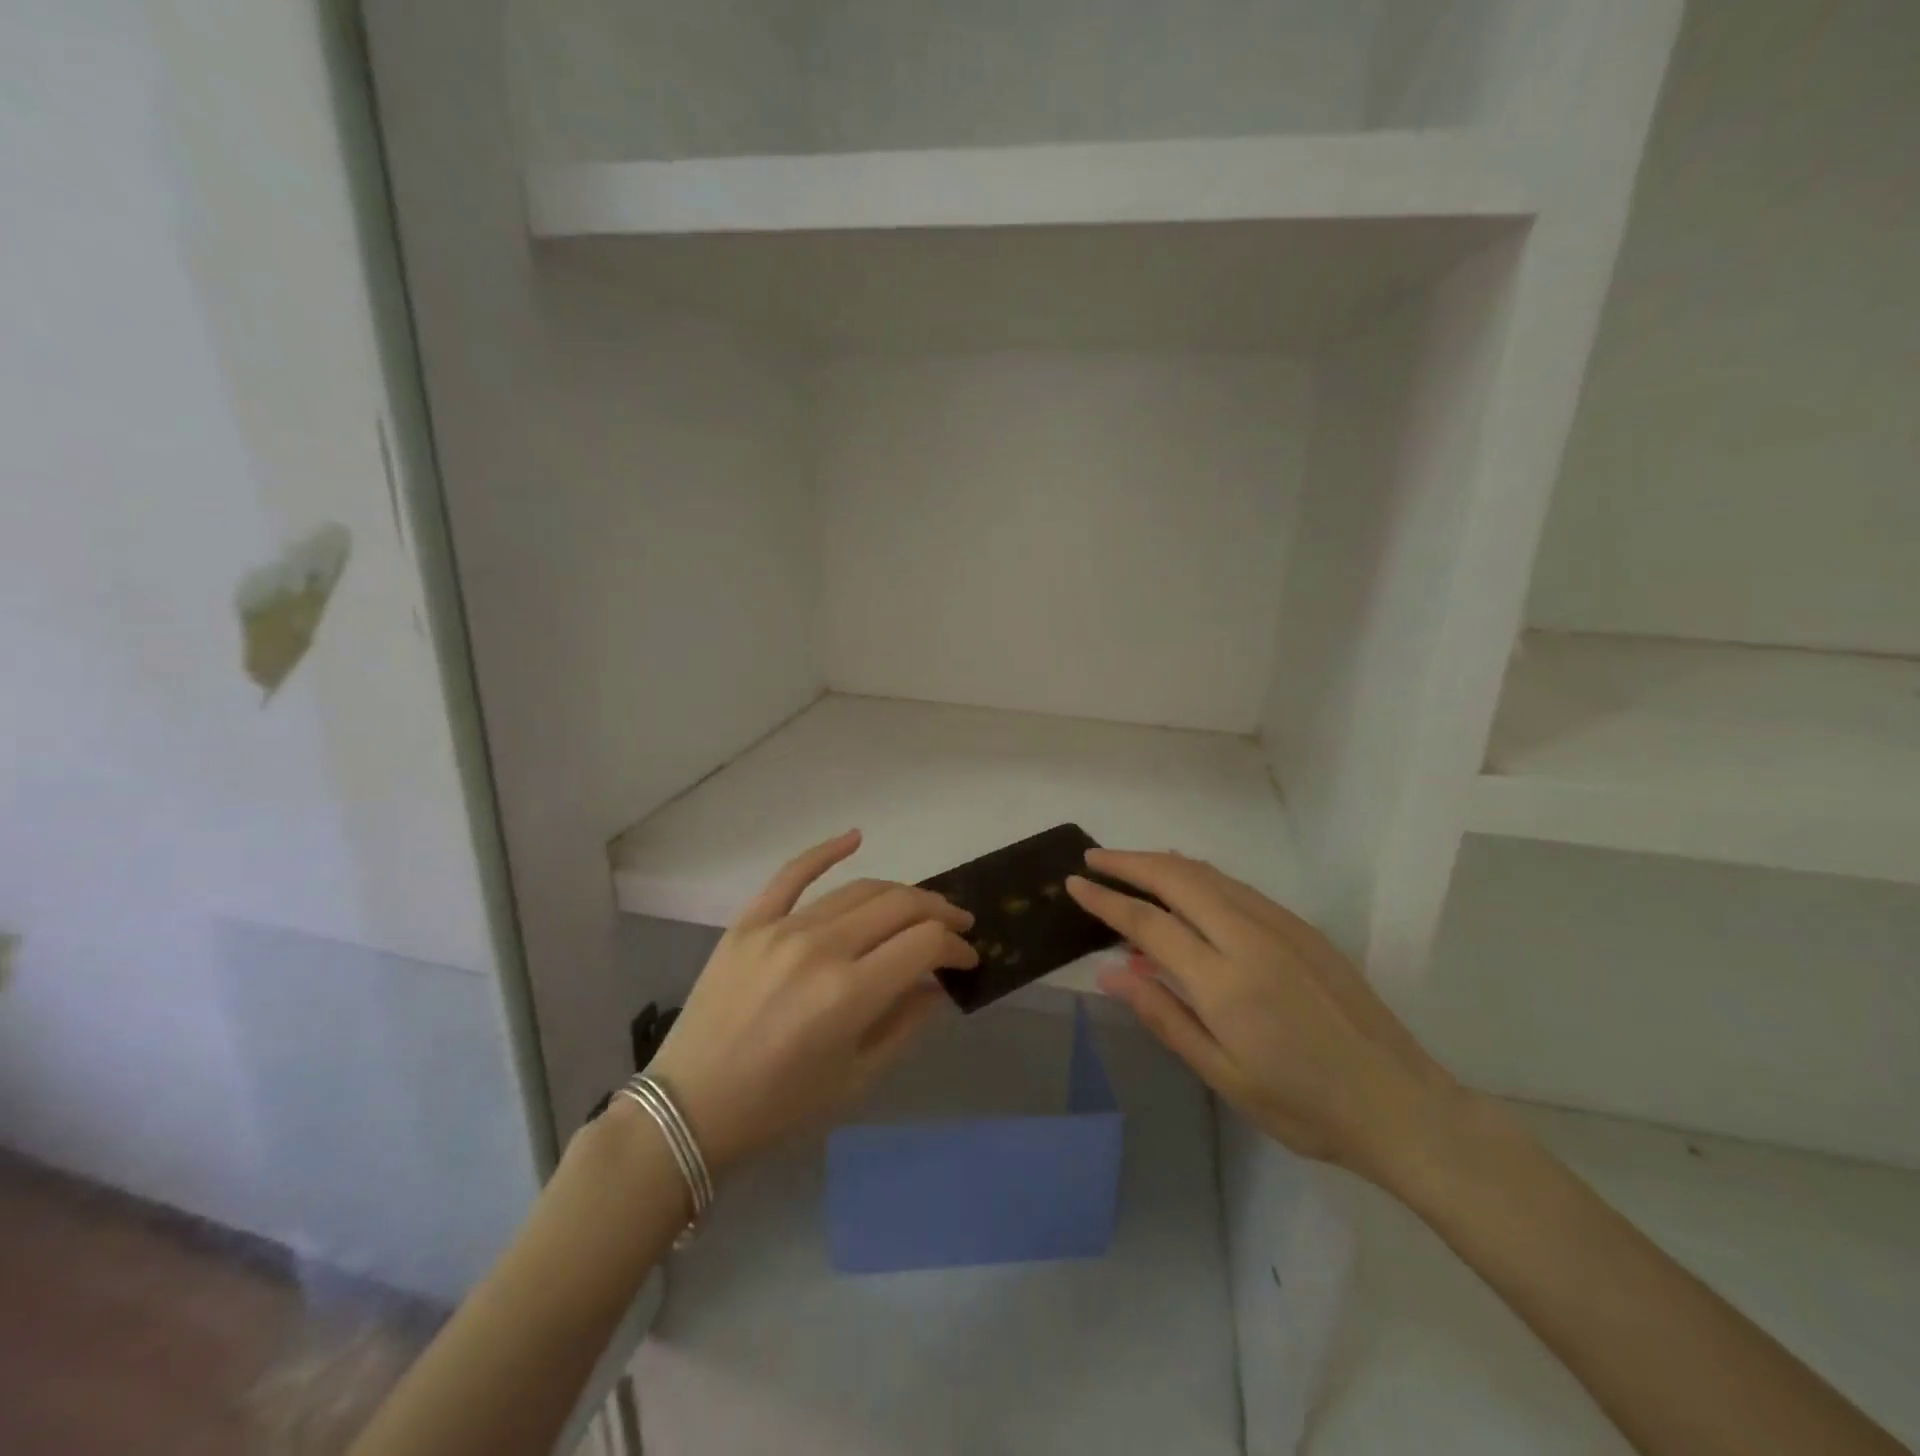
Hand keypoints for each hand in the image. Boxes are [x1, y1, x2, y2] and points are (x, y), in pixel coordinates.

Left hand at [647, 830, 977, 1176]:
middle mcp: (821, 948)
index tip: (967, 958)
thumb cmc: (779, 1107)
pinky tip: (856, 837)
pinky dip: (826, 851)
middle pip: (899, 905)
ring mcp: (781, 929)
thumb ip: (905, 1024)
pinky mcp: (749, 922)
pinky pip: (792, 874)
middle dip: (938, 912)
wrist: (689, 1109)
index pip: (924, 943)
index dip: (955, 946)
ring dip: (899, 893)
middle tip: (956, 925)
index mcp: (850, 993)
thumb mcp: (856, 1080)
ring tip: (919, 905)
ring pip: (858, 890)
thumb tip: (936, 983)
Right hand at [1067, 850, 1462, 1187]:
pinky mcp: (1302, 927)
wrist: (1400, 1104)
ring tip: (1130, 865)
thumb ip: (1165, 1016)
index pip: (1148, 923)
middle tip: (1094, 860)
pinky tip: (1187, 885)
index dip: (1106, 900)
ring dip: (1163, 862)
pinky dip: (1198, 876)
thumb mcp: (1224, 1075)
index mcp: (1225, 981)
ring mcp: (1281, 926)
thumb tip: (1112, 971)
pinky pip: (1236, 886)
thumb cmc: (1303, 1106)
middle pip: (1177, 878)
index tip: (1074, 884)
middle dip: (1129, 862)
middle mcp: (1250, 938)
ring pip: (1208, 875)